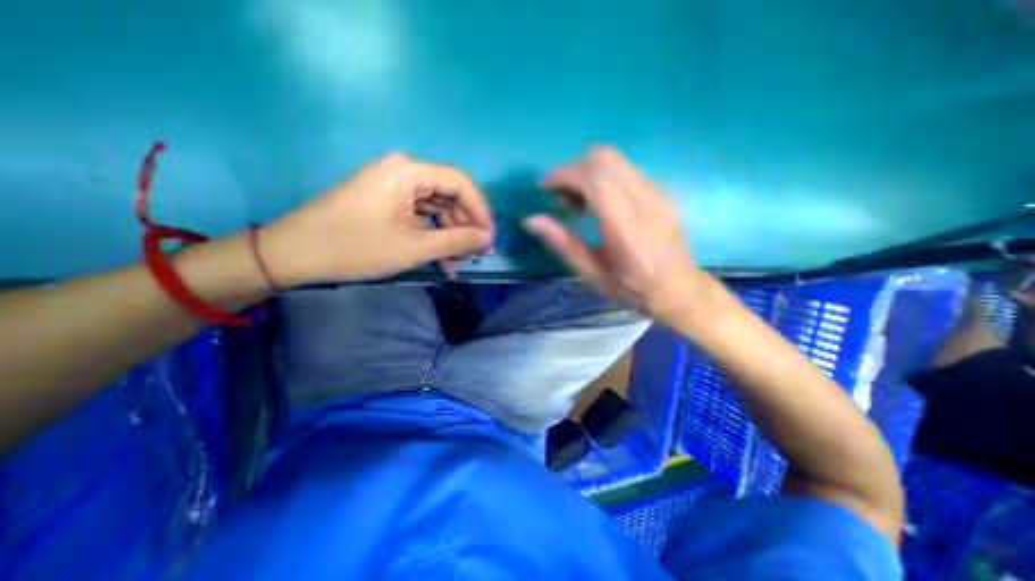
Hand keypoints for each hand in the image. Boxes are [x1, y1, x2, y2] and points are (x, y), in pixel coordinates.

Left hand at [256, 151, 491, 284]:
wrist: (292, 254)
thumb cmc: (356, 247)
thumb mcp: (413, 247)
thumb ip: (456, 241)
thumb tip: (489, 239)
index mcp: (408, 172)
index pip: (460, 183)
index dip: (480, 211)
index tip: (489, 238)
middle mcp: (402, 172)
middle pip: (448, 196)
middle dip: (463, 227)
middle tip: (474, 254)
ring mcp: (392, 187)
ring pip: (435, 209)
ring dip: (448, 236)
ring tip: (457, 263)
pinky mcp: (384, 202)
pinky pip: (418, 216)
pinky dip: (431, 236)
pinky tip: (440, 259)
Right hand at [527, 145, 702, 317]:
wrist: (677, 288)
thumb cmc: (631, 287)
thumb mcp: (591, 272)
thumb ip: (562, 243)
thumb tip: (530, 220)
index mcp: (625, 224)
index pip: (592, 177)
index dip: (562, 175)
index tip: (544, 189)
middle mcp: (644, 199)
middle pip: (603, 157)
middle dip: (571, 170)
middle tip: (558, 197)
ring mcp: (655, 191)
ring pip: (614, 158)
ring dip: (585, 172)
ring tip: (574, 202)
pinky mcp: (658, 190)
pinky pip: (623, 169)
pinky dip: (601, 176)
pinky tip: (595, 202)